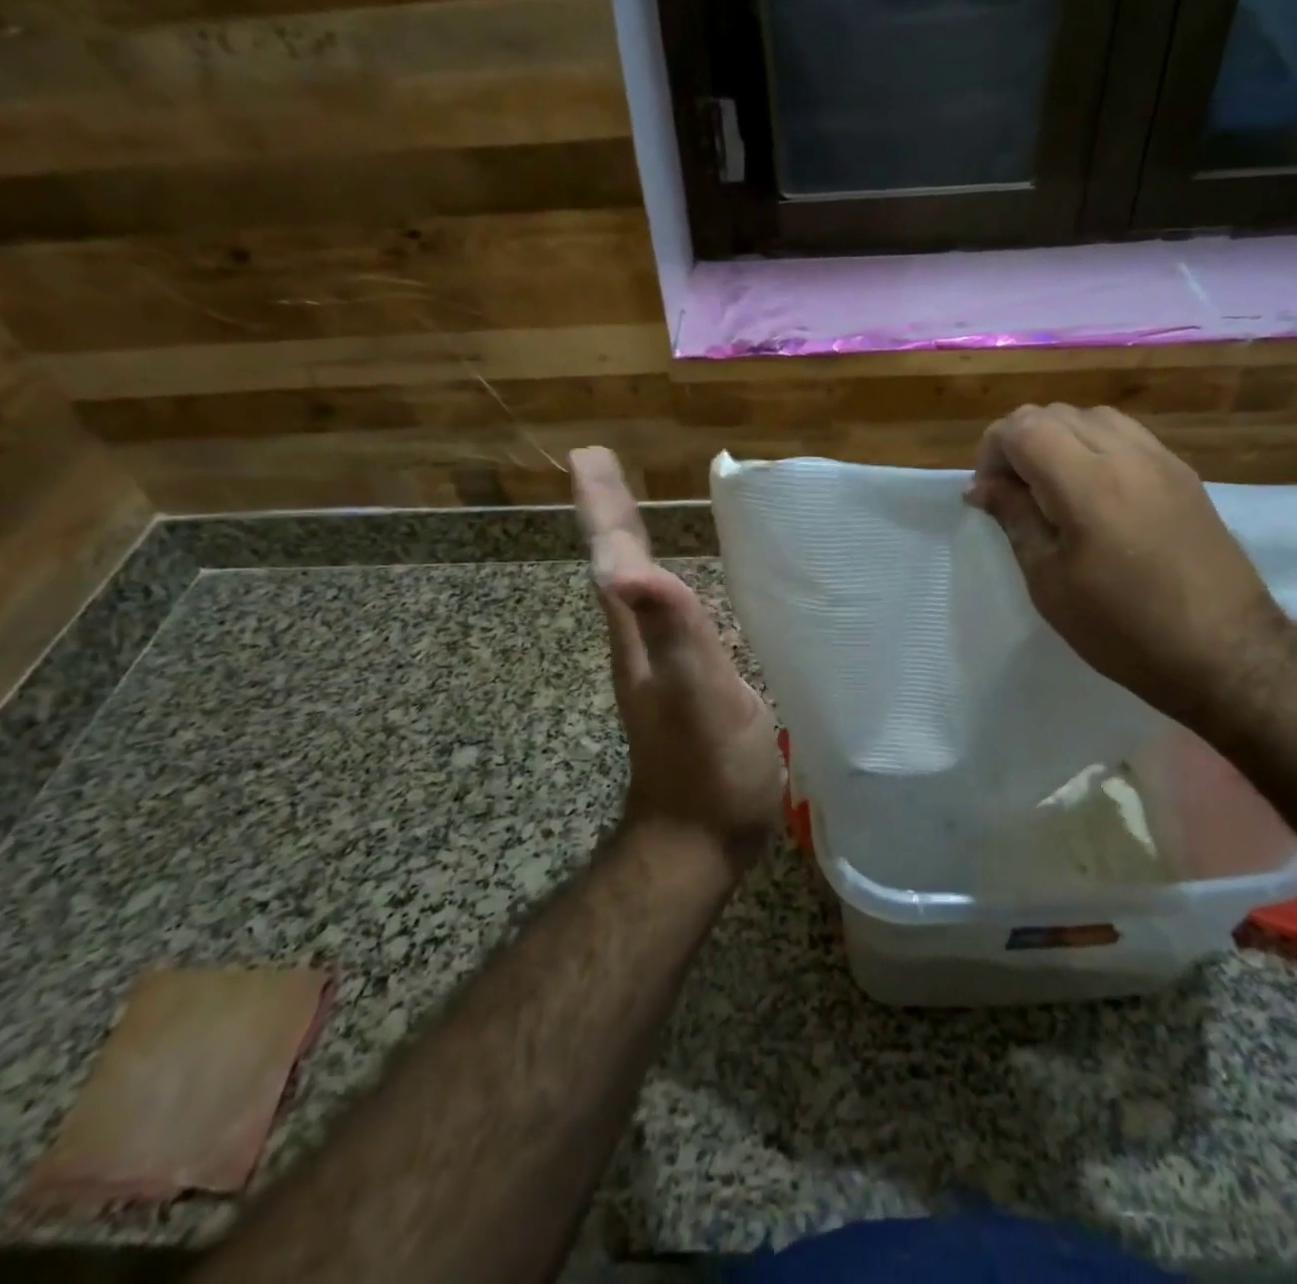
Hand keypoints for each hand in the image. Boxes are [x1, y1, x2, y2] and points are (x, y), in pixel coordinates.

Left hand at [572, 448, 783, 870]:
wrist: (701, 840)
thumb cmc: (709, 767)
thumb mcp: (698, 693)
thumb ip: (671, 630)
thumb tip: (623, 569)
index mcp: (639, 636)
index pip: (614, 558)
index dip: (602, 507)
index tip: (587, 456)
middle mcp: (640, 644)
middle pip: (616, 566)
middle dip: (610, 512)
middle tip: (602, 465)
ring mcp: (660, 668)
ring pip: (635, 590)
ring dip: (627, 544)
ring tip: (630, 508)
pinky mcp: (684, 687)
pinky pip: (666, 616)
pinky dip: (660, 583)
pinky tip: (678, 584)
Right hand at [966, 404, 1292, 726]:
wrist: (1225, 652)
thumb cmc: (1122, 629)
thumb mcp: (1050, 583)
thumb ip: (1015, 520)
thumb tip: (984, 487)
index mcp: (1087, 483)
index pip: (1022, 428)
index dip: (991, 452)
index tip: (986, 495)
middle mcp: (1126, 455)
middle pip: (1054, 414)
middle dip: (1019, 443)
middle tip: (1011, 494)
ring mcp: (1161, 460)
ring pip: (1092, 417)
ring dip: (1057, 440)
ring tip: (1050, 490)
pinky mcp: (1183, 474)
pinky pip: (1126, 436)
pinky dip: (1093, 446)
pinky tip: (1092, 492)